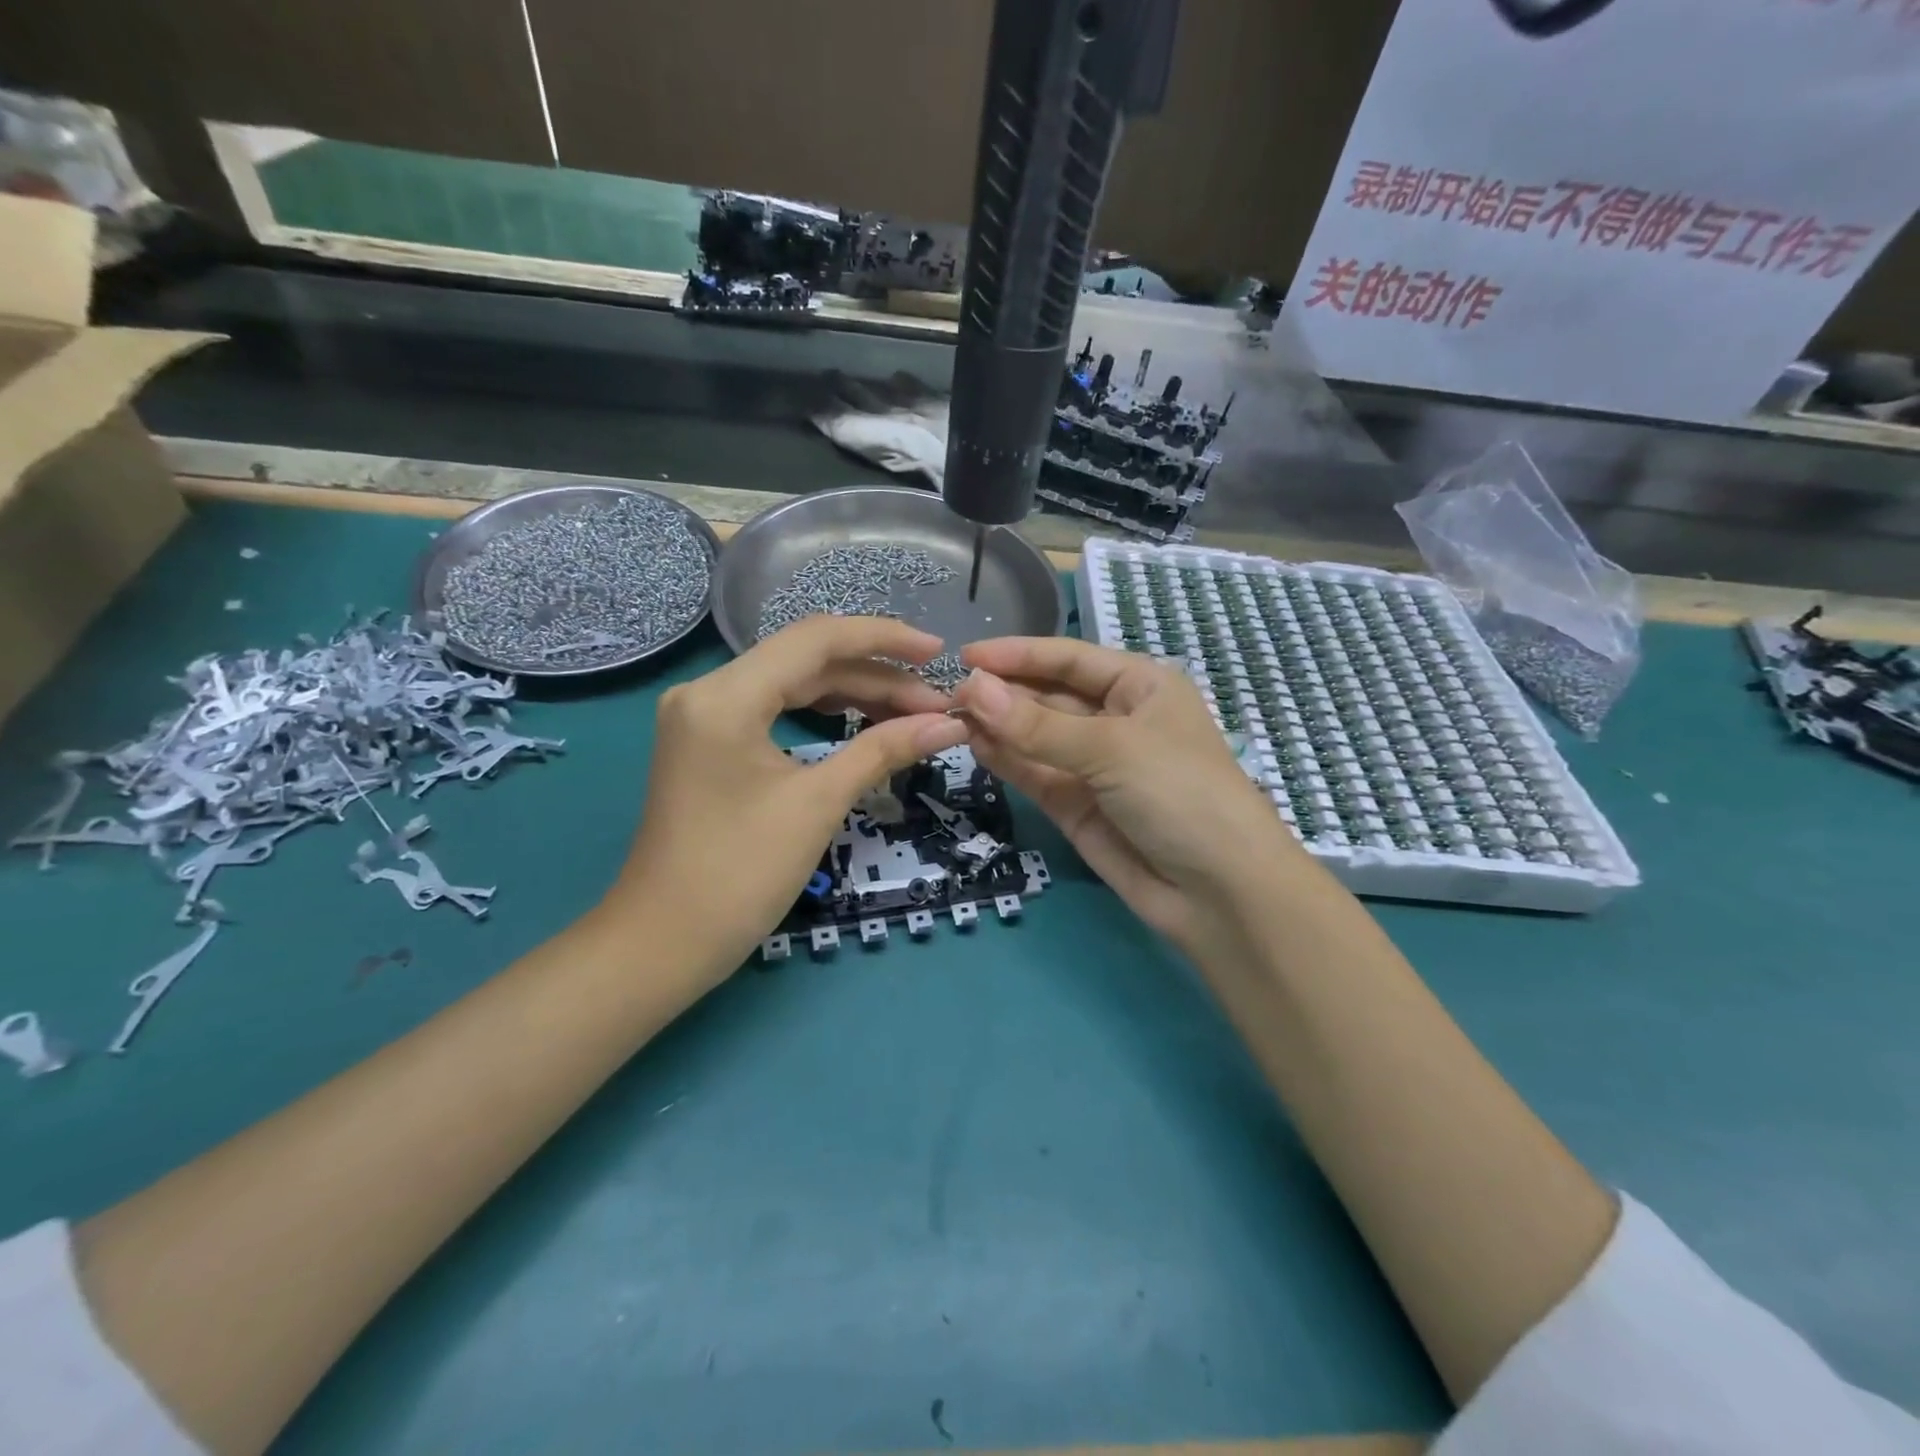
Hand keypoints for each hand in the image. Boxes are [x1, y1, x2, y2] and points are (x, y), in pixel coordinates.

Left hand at [609, 617, 968, 980]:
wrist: (664, 943)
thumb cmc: (739, 875)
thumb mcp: (819, 804)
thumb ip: (883, 751)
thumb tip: (950, 724)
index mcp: (726, 695)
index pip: (816, 639)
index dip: (884, 638)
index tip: (939, 651)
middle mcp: (709, 691)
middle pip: (808, 660)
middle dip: (877, 677)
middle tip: (936, 702)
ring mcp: (705, 717)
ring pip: (794, 685)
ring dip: (855, 695)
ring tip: (914, 713)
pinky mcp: (710, 743)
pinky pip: (777, 710)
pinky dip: (824, 715)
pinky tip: (865, 723)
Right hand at [952, 637, 1305, 956]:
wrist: (1219, 892)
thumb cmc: (1180, 793)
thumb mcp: (1112, 748)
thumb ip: (1037, 725)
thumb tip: (971, 689)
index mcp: (1140, 686)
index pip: (1068, 658)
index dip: (1018, 654)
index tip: (965, 655)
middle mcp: (1115, 719)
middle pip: (1048, 696)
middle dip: (1003, 692)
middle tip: (946, 692)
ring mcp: (1094, 765)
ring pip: (1035, 736)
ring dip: (997, 725)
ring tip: (949, 716)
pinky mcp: (1076, 806)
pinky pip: (1035, 773)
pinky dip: (1006, 760)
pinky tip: (973, 744)